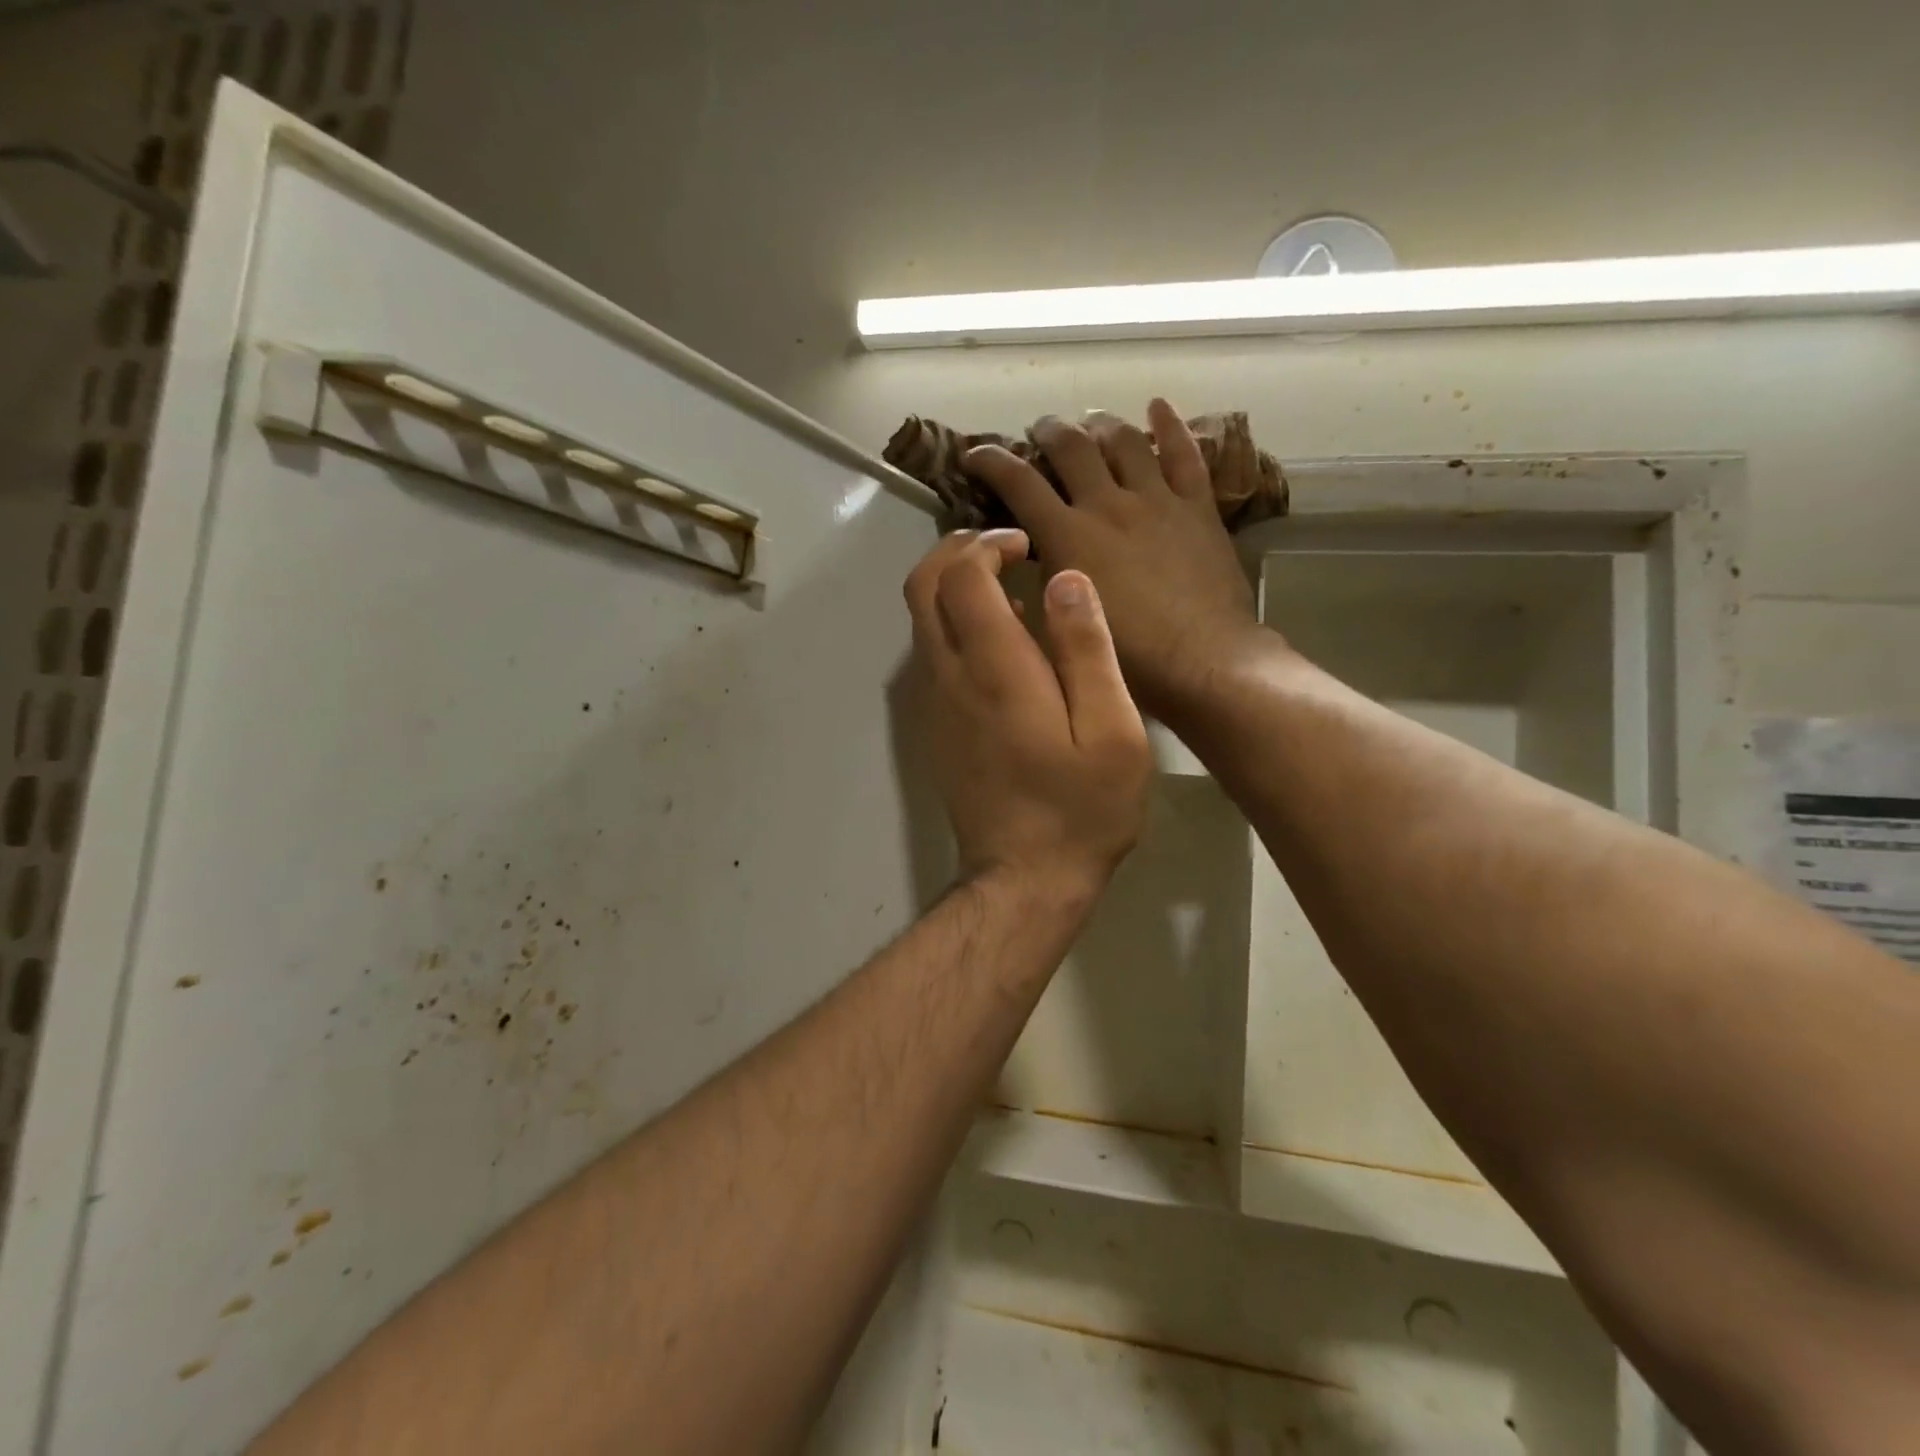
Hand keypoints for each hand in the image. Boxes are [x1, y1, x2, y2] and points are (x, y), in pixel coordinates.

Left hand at [903, 529, 1149, 899]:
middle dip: (955, 552)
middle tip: (1006, 552)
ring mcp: (936, 704)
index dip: (986, 544)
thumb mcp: (1112, 729)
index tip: (1027, 546)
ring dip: (955, 589)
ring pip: (922, 621)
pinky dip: (956, 626)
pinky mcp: (937, 727)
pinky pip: (933, 655)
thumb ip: (1086, 648)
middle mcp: (951, 677)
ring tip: (1013, 590)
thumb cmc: (1081, 807)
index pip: (960, 576)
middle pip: (921, 588)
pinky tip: (1007, 645)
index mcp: (994, 669)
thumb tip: (1065, 579)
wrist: (1024, 878)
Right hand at [963, 401, 1259, 720]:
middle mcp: (1108, 505)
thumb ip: (1048, 577)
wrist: (1203, 662)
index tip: (975, 454)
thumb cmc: (1128, 657)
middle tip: (1039, 430)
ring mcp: (1156, 501)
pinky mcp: (1197, 508)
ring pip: (1124, 442)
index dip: (991, 461)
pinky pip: (1184, 455)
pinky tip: (1158, 407)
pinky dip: (1170, 427)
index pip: (1019, 483)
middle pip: (1072, 448)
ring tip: (1091, 421)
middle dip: (1048, 432)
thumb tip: (1038, 551)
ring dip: (1101, 425)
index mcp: (1069, 536)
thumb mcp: (1064, 621)